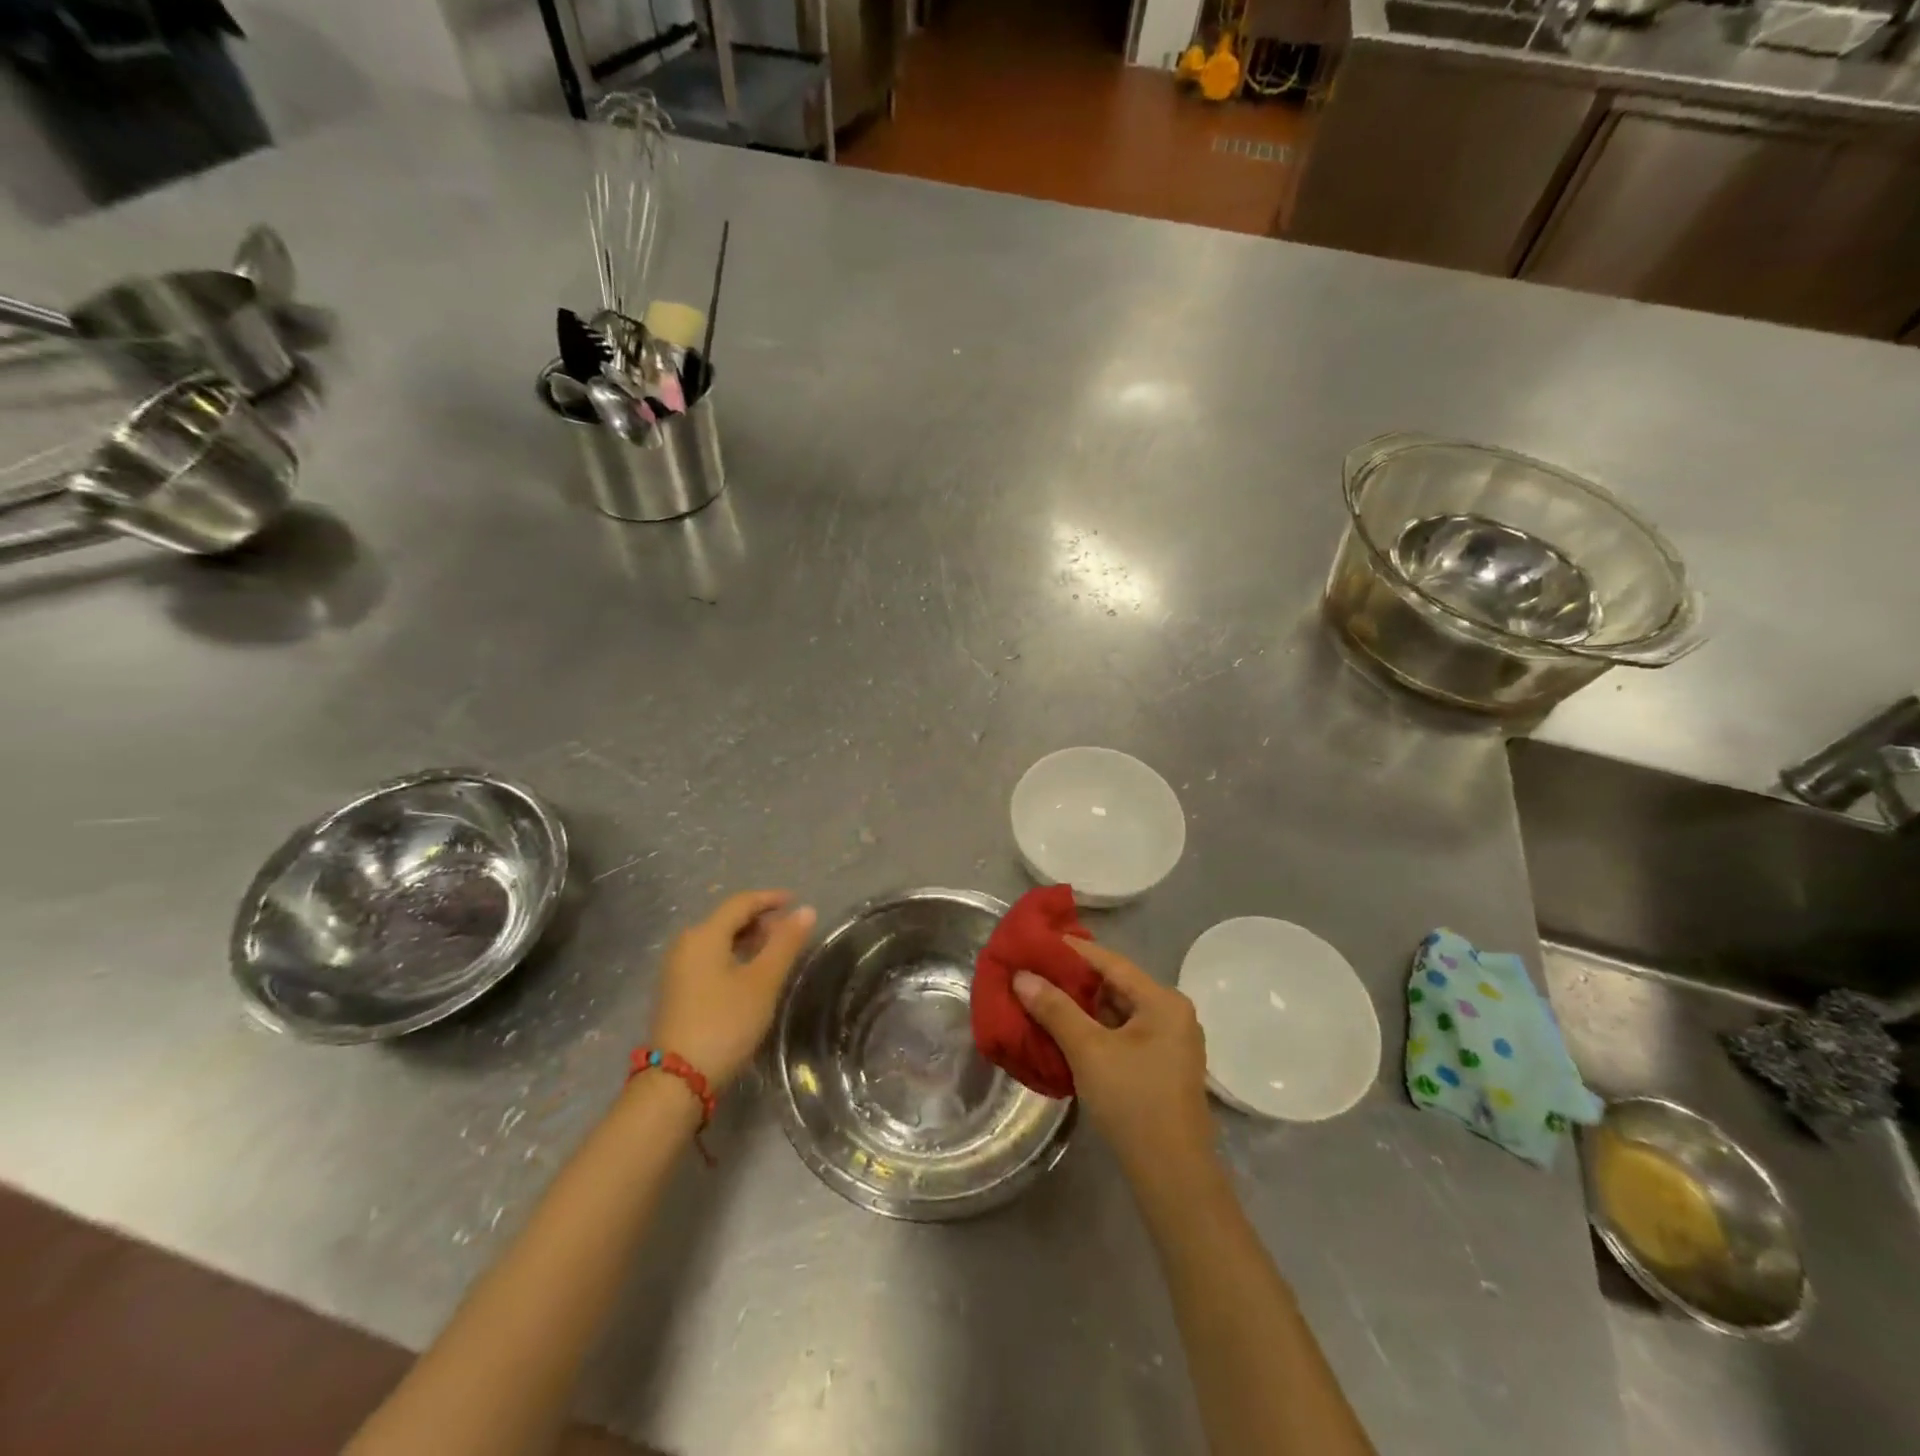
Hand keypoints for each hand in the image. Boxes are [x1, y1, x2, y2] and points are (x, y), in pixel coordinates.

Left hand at [647, 890, 815, 1086]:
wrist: (677, 1081)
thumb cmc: (725, 1023)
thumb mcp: (763, 982)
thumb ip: (785, 943)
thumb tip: (806, 910)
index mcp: (704, 935)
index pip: (741, 902)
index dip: (771, 898)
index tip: (798, 902)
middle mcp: (686, 944)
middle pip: (727, 919)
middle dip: (761, 919)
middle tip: (790, 931)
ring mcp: (677, 968)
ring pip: (718, 940)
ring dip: (748, 939)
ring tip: (776, 952)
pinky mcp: (676, 991)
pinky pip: (710, 959)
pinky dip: (734, 956)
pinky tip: (751, 974)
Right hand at [1014, 938, 1214, 1178]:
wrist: (1173, 1176)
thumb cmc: (1133, 1102)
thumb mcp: (1088, 1050)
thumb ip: (1055, 1009)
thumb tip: (1021, 975)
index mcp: (1163, 1001)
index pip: (1110, 961)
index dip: (1071, 950)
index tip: (1037, 941)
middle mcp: (1171, 1014)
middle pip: (1115, 985)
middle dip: (1072, 981)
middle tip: (1032, 972)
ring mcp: (1169, 1043)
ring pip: (1116, 1012)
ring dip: (1081, 1008)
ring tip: (1040, 999)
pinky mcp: (1160, 1067)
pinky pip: (1122, 1034)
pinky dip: (1094, 1031)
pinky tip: (1064, 1033)